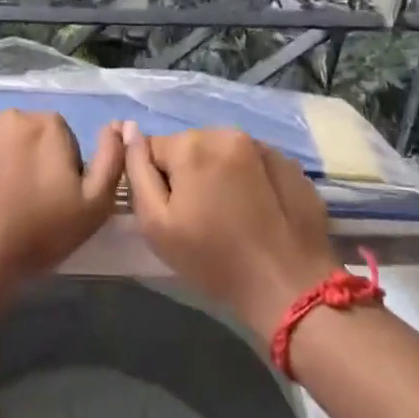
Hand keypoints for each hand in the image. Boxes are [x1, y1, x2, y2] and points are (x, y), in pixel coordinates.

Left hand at [0, 110, 124, 300]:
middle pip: (30, 139)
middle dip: (33, 164)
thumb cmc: (37, 233)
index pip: (65, 141)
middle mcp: (9, 116)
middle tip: (29, 206)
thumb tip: (119, 126)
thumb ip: (112, 159)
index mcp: (47, 124)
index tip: (56, 202)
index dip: (64, 172)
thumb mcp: (94, 205)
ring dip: (3, 166)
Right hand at [122, 123, 339, 338]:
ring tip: (230, 215)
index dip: (155, 180)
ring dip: (218, 175)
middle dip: (188, 174)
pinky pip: (253, 164)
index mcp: (191, 145)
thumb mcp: (156, 224)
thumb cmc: (214, 260)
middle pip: (189, 147)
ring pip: (222, 153)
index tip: (171, 211)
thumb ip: (136, 171)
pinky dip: (248, 180)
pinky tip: (256, 212)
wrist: (290, 288)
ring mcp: (263, 146)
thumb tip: (128, 130)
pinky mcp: (290, 165)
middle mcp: (226, 133)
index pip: (152, 147)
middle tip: (199, 217)